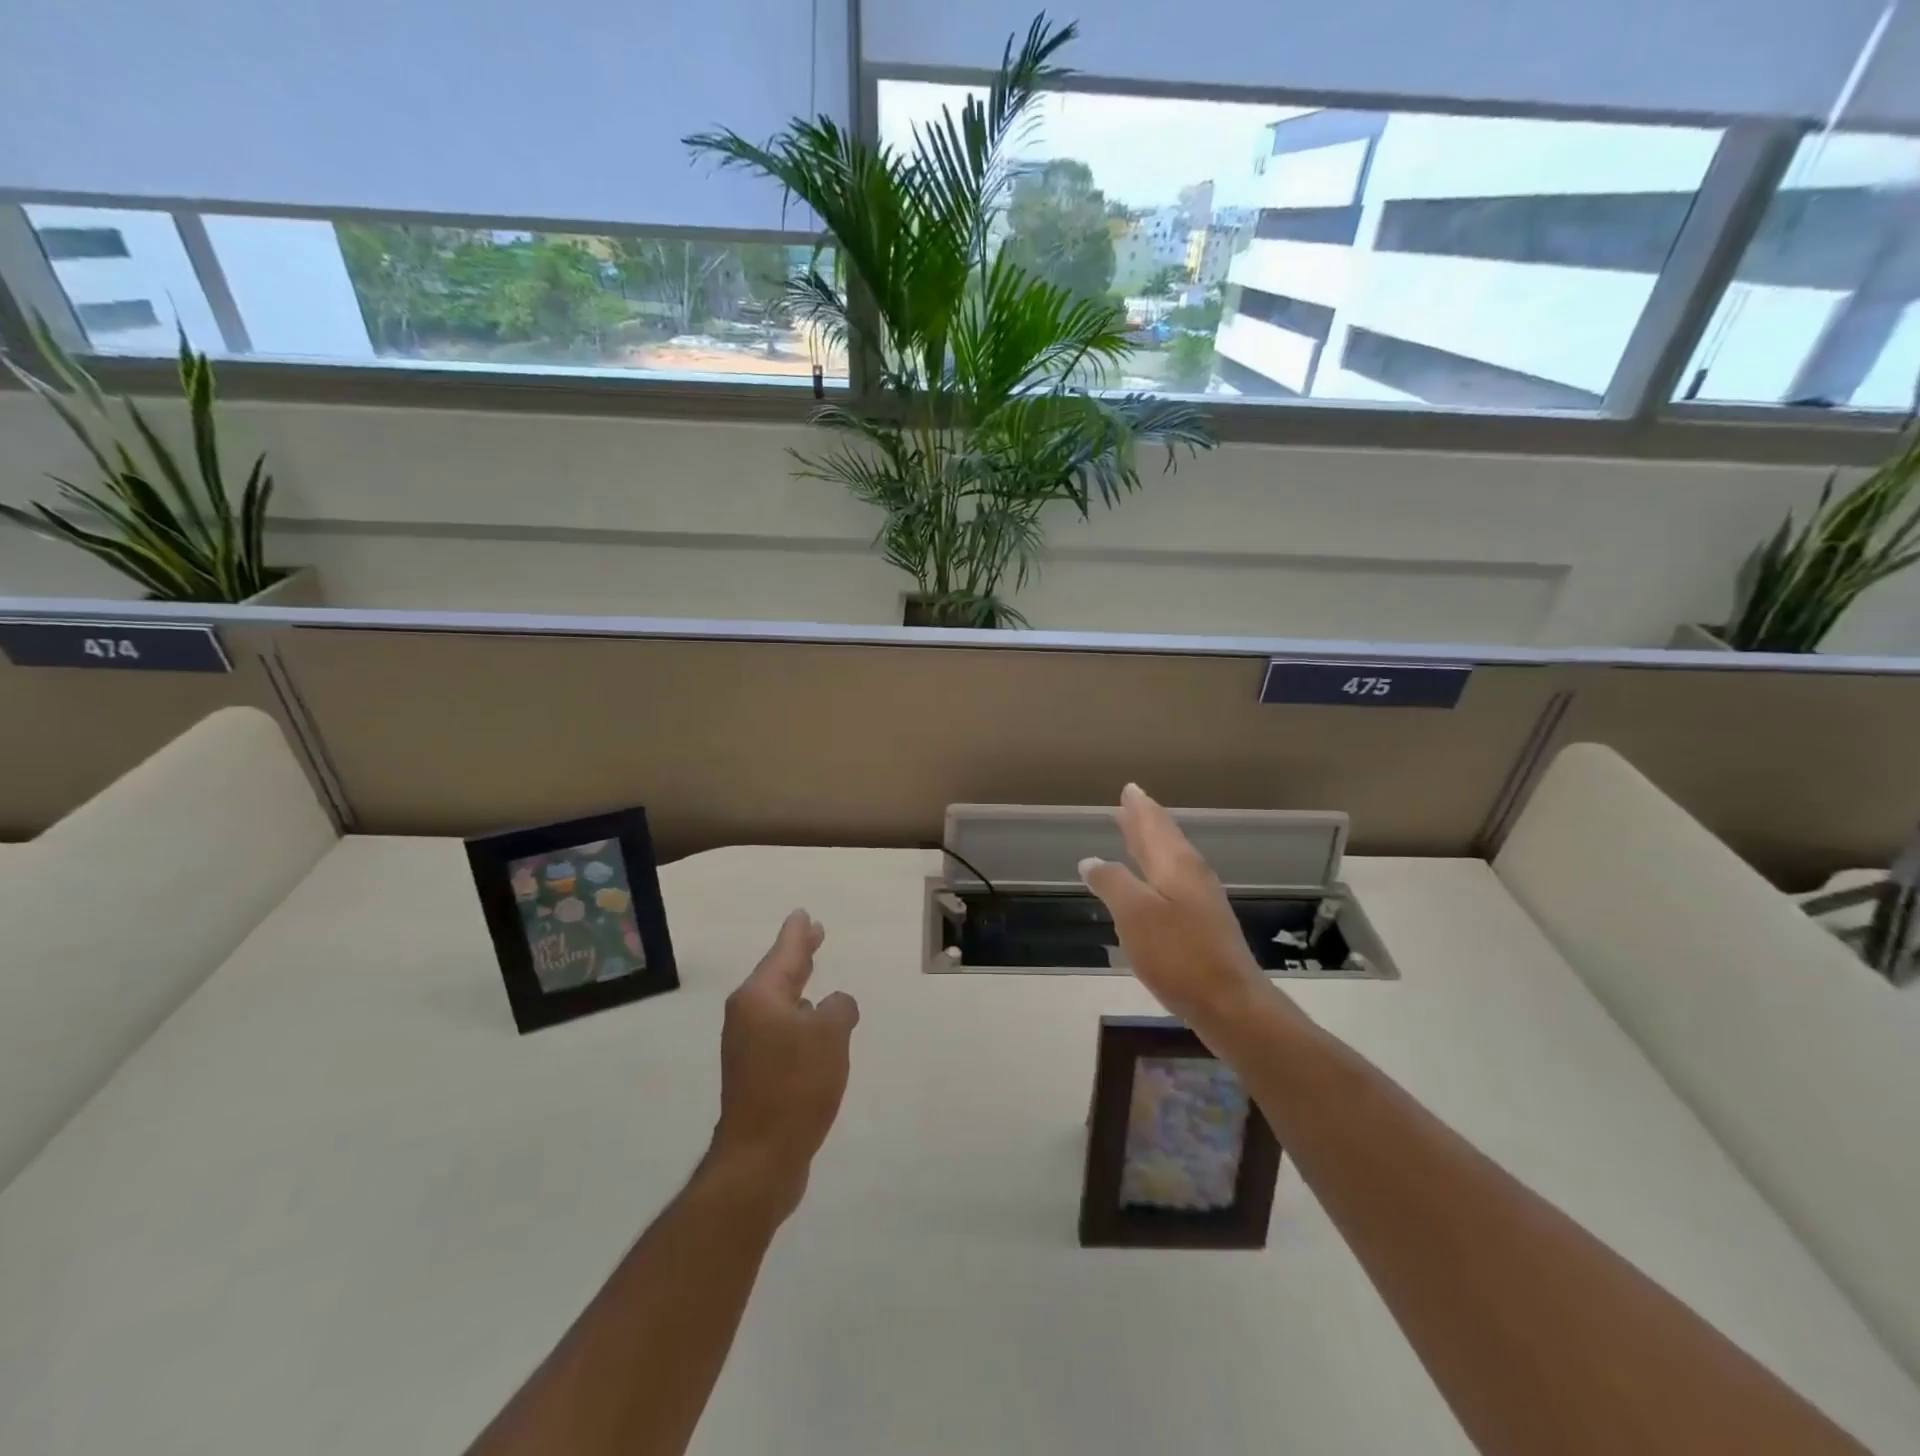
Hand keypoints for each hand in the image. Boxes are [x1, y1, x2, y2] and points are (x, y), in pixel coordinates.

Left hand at [709, 909, 859, 1220]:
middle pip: (778, 974)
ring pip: (779, 1003)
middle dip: (798, 954)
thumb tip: (835, 1005)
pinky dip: (799, 1018)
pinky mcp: (755, 1073)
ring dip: (798, 987)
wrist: (761, 1157)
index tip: (804, 914)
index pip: (784, 953)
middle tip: (814, 932)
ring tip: (813, 973)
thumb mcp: (830, 1035)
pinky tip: (813, 1025)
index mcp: (759, 997)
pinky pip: (781, 1030)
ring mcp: (748, 1046)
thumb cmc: (795, 1085)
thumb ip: (839, 1008)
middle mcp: (747, 1016)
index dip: (797, 933)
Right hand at [1079, 784, 1287, 1037]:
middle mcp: (1191, 876)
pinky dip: (1155, 873)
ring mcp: (1201, 901)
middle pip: (1165, 840)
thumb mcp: (1134, 914)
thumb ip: (1112, 882)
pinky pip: (1173, 883)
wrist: (1229, 1003)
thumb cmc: (1178, 954)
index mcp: (1176, 865)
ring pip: (1170, 861)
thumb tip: (1092, 860)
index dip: (1139, 808)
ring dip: (1150, 846)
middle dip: (1144, 822)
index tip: (1130, 789)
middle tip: (1129, 805)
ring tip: (1133, 836)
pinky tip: (1149, 886)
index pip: (1155, 825)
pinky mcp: (1203, 926)